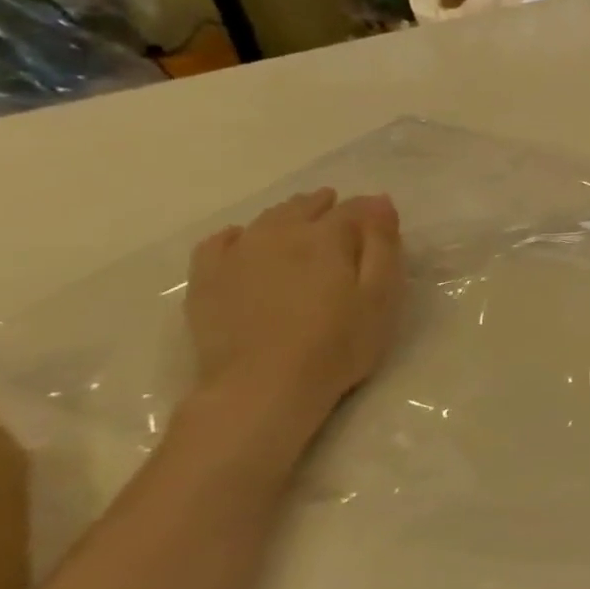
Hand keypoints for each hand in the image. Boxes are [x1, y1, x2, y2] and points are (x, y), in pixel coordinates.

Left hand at [184, 189, 404, 438]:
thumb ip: (382, 245)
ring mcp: (237, 255)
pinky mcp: (207, 280)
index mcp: (326, 237)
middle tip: (338, 209)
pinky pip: (218, 242)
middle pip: (304, 207)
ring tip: (301, 219)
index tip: (380, 218)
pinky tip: (242, 239)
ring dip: (287, 214)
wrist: (263, 387)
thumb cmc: (338, 343)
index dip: (369, 210)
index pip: (353, 210)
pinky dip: (235, 234)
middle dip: (324, 205)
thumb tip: (379, 201)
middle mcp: (279, 234)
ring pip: (266, 220)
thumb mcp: (381, 295)